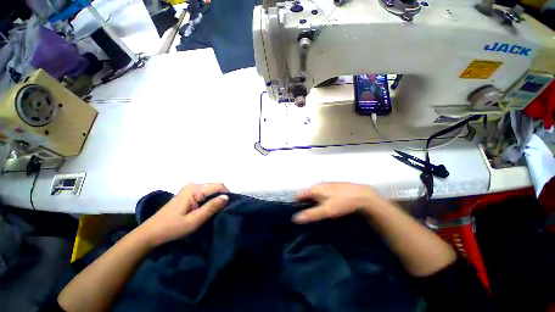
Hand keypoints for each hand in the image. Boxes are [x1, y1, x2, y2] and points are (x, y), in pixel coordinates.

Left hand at [137, 183, 228, 246]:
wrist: (151, 233)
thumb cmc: (172, 228)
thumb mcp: (194, 220)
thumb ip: (211, 207)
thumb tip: (227, 197)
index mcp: (194, 189)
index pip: (218, 186)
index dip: (226, 194)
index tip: (230, 206)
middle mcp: (193, 185)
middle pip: (215, 186)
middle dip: (221, 196)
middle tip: (223, 210)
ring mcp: (190, 189)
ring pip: (210, 190)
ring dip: (216, 198)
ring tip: (217, 210)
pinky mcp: (188, 194)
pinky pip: (205, 193)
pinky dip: (210, 200)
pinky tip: (208, 208)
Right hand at [292, 182, 384, 223]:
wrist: (362, 195)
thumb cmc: (342, 202)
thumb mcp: (326, 210)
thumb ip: (311, 214)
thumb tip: (295, 218)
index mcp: (314, 189)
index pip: (299, 195)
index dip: (295, 204)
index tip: (293, 214)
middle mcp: (318, 185)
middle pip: (306, 195)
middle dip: (304, 204)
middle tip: (305, 216)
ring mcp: (326, 185)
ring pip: (314, 194)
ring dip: (312, 202)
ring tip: (314, 214)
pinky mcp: (333, 187)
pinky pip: (322, 194)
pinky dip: (320, 200)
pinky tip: (325, 207)